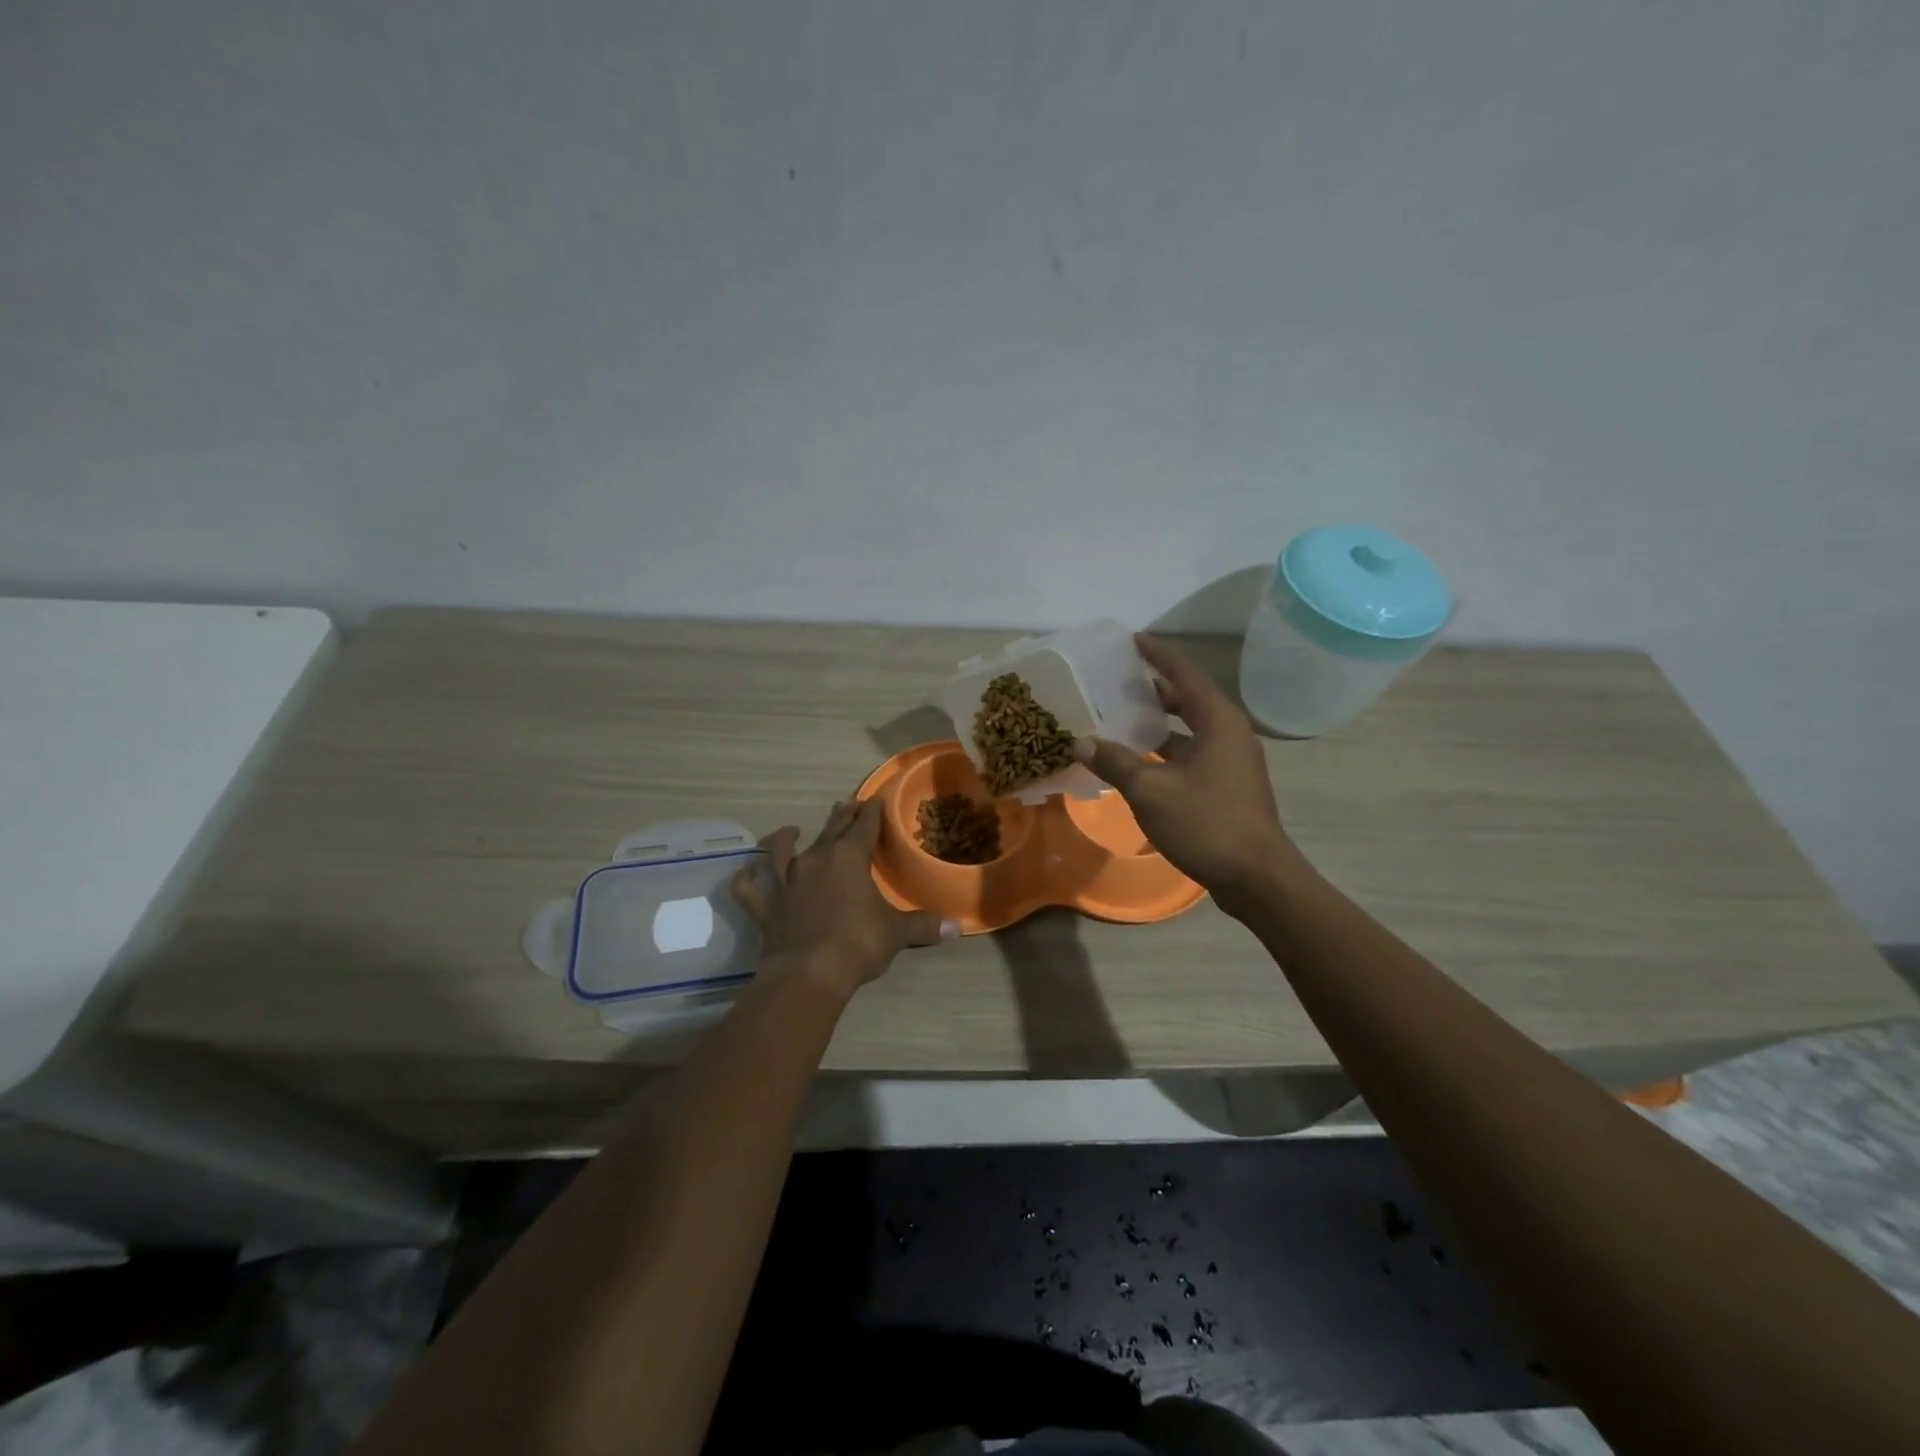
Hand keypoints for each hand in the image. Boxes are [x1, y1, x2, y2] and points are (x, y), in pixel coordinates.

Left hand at [732, 798, 958, 997]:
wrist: (809, 974)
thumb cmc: (858, 944)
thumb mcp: (897, 933)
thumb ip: (924, 925)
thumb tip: (957, 926)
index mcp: (848, 858)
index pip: (864, 826)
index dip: (872, 812)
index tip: (876, 800)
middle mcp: (815, 860)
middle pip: (829, 829)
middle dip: (841, 816)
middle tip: (847, 804)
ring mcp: (786, 882)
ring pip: (783, 851)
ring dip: (786, 838)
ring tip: (791, 830)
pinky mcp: (765, 907)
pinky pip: (749, 889)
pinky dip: (745, 880)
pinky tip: (744, 873)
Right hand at [1074, 634, 1303, 916]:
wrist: (1256, 876)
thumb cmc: (1206, 823)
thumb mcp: (1150, 790)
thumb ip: (1115, 762)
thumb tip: (1079, 741)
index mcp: (1218, 721)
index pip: (1185, 675)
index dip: (1158, 655)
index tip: (1134, 640)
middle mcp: (1230, 733)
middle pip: (1190, 699)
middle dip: (1157, 689)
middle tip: (1121, 682)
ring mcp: (1234, 761)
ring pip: (1193, 729)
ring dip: (1162, 723)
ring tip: (1125, 718)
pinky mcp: (1231, 785)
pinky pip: (1196, 752)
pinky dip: (1169, 749)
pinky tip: (1143, 761)